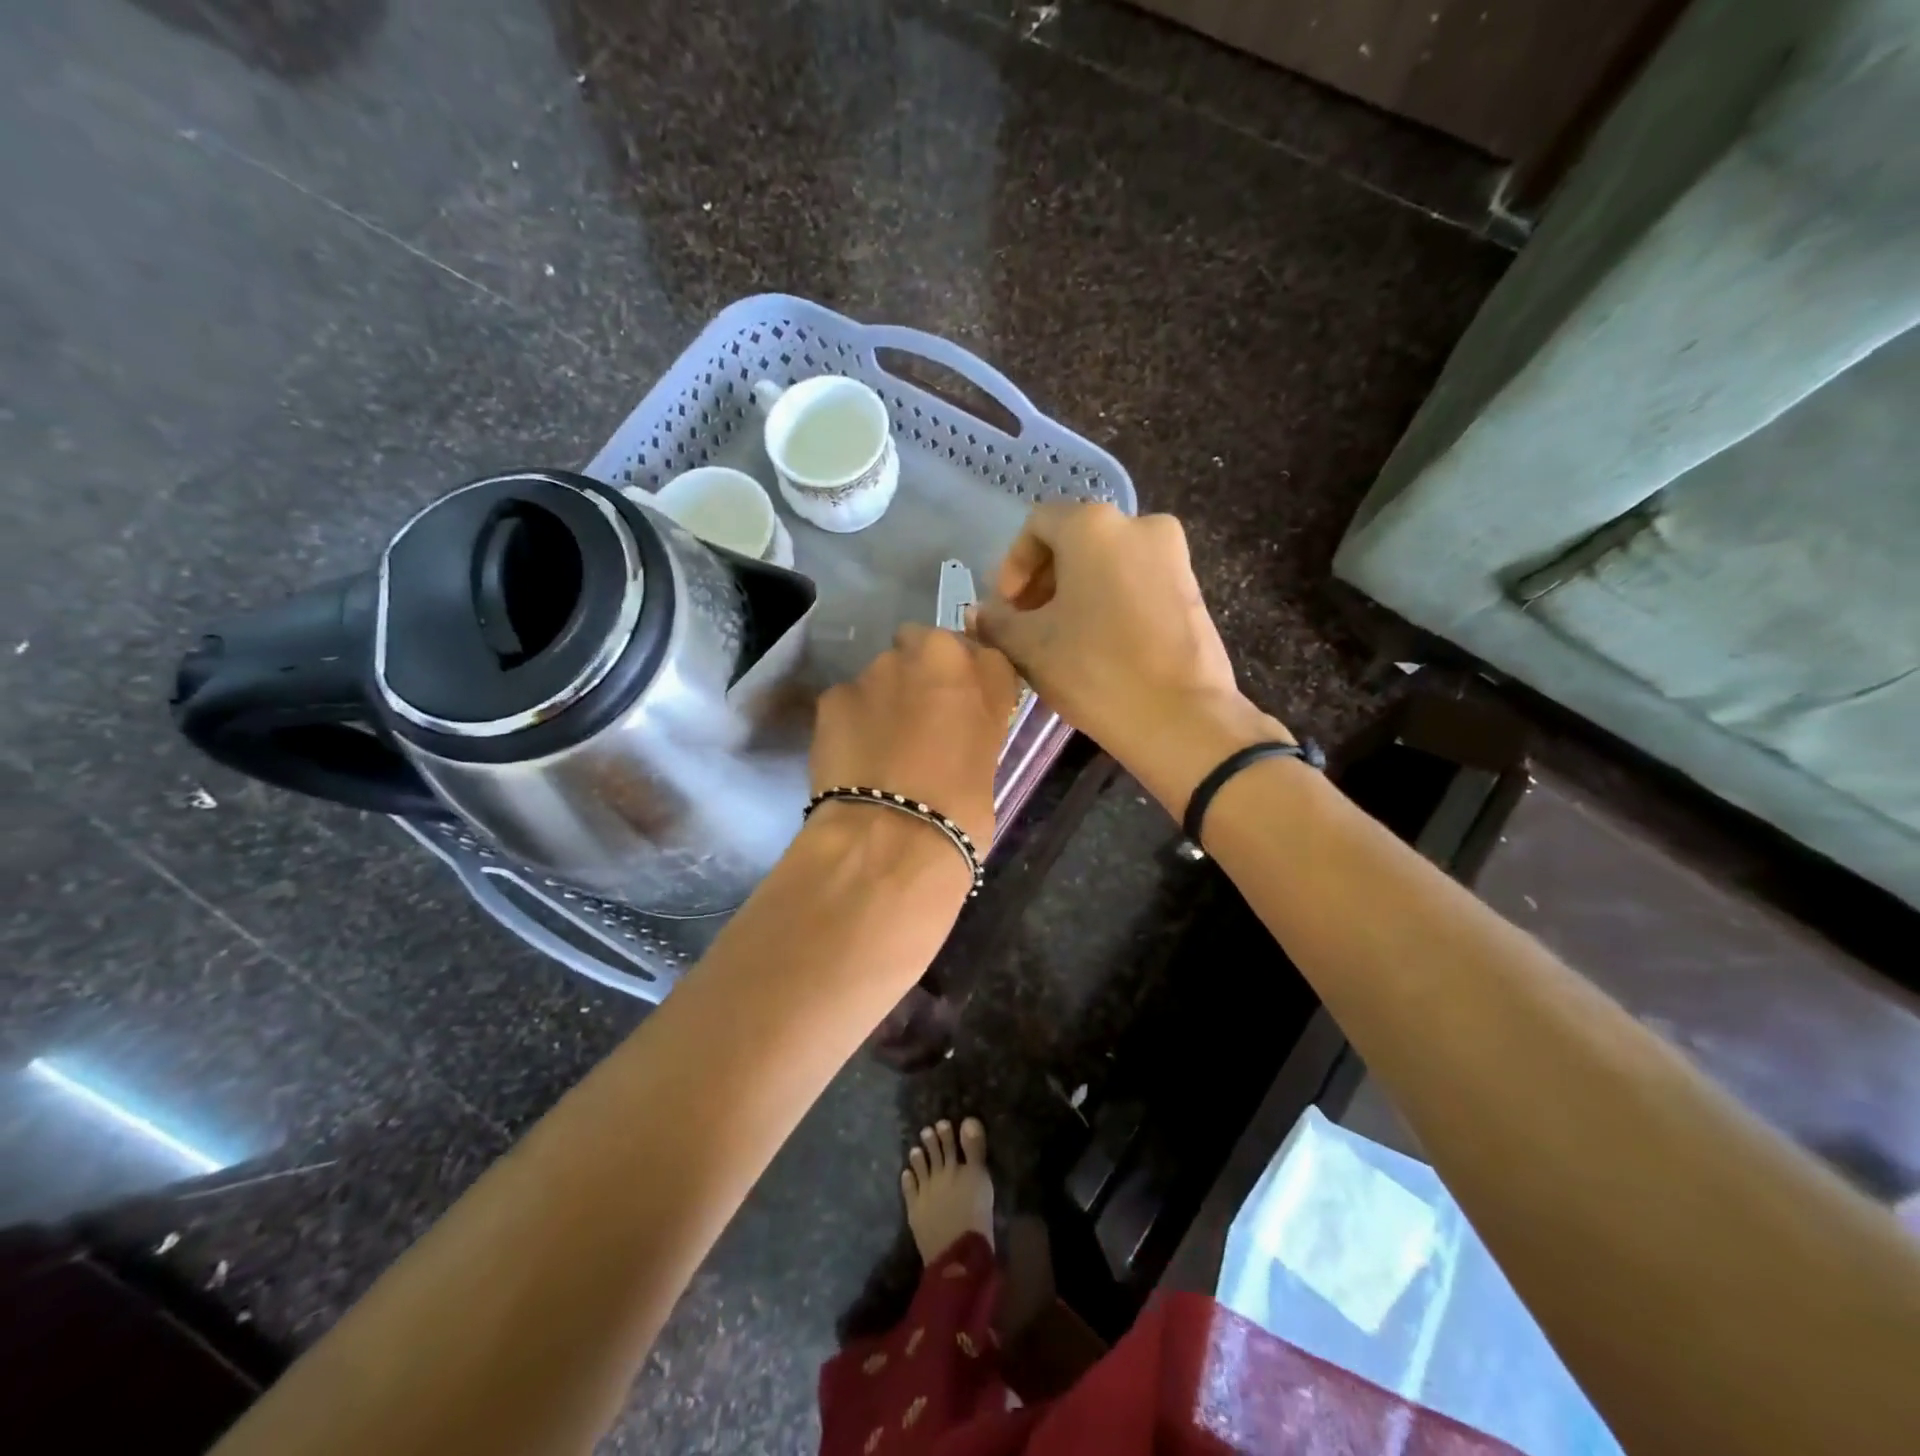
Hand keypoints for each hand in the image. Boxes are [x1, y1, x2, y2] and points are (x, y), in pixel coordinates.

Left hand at [809, 624, 1020, 848]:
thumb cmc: (960, 812)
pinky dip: (851, 720)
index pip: (984, 659)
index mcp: (984, 672)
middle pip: (928, 647)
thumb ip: (975, 727)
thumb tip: (956, 731)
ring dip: (885, 697)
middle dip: (923, 673)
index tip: (964, 711)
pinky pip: (849, 700)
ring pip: (884, 673)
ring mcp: (878, 670)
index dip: (971, 684)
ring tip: (882, 746)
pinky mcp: (834, 694)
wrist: (890, 837)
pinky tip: (854, 756)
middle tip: (922, 720)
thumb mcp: (988, 763)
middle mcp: (932, 655)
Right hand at [968, 502, 1288, 761]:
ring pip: (1107, 562)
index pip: (1037, 525)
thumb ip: (996, 622)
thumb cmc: (1095, 670)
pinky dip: (1108, 601)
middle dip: (1043, 580)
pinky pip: (1136, 580)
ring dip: (1074, 593)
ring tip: (1059, 639)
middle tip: (1026, 625)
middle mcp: (1138, 523)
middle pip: (1074, 541)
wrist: (1181, 717)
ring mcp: (1173, 554)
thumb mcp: (1029, 647)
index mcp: (1093, 525)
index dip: (1011, 565)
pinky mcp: (1192, 587)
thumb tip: (979, 614)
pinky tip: (1097, 644)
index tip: (1005, 609)